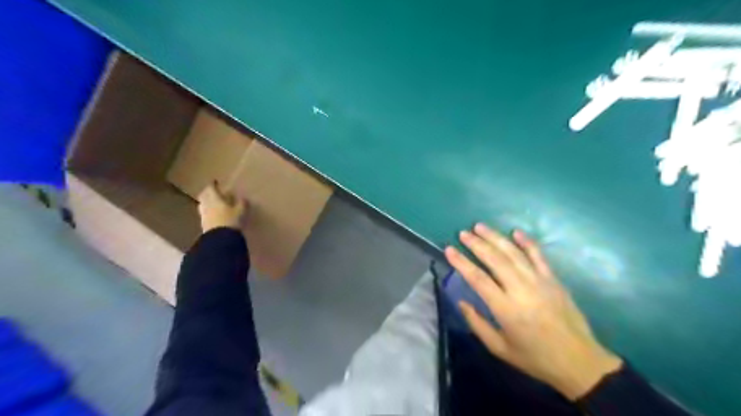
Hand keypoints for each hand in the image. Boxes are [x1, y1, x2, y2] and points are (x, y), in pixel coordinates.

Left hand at [196, 182, 245, 234]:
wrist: (220, 239)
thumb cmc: (231, 220)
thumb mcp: (241, 211)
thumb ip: (242, 203)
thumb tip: (243, 198)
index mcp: (214, 198)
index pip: (211, 188)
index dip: (213, 185)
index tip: (215, 182)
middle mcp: (206, 205)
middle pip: (204, 196)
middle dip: (208, 193)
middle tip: (213, 192)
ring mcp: (204, 215)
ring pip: (203, 206)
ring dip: (208, 203)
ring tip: (215, 204)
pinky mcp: (204, 225)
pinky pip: (205, 215)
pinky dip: (209, 212)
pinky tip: (215, 215)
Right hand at [441, 223, 621, 401]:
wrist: (580, 362)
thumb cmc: (536, 358)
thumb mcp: (500, 349)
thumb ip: (477, 324)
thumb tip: (461, 302)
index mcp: (506, 309)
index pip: (478, 278)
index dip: (462, 262)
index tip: (449, 250)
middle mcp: (522, 290)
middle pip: (495, 259)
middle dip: (476, 244)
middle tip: (463, 233)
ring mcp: (540, 281)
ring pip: (514, 253)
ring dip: (496, 237)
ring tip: (480, 227)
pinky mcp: (554, 280)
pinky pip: (539, 256)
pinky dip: (527, 242)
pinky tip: (516, 232)